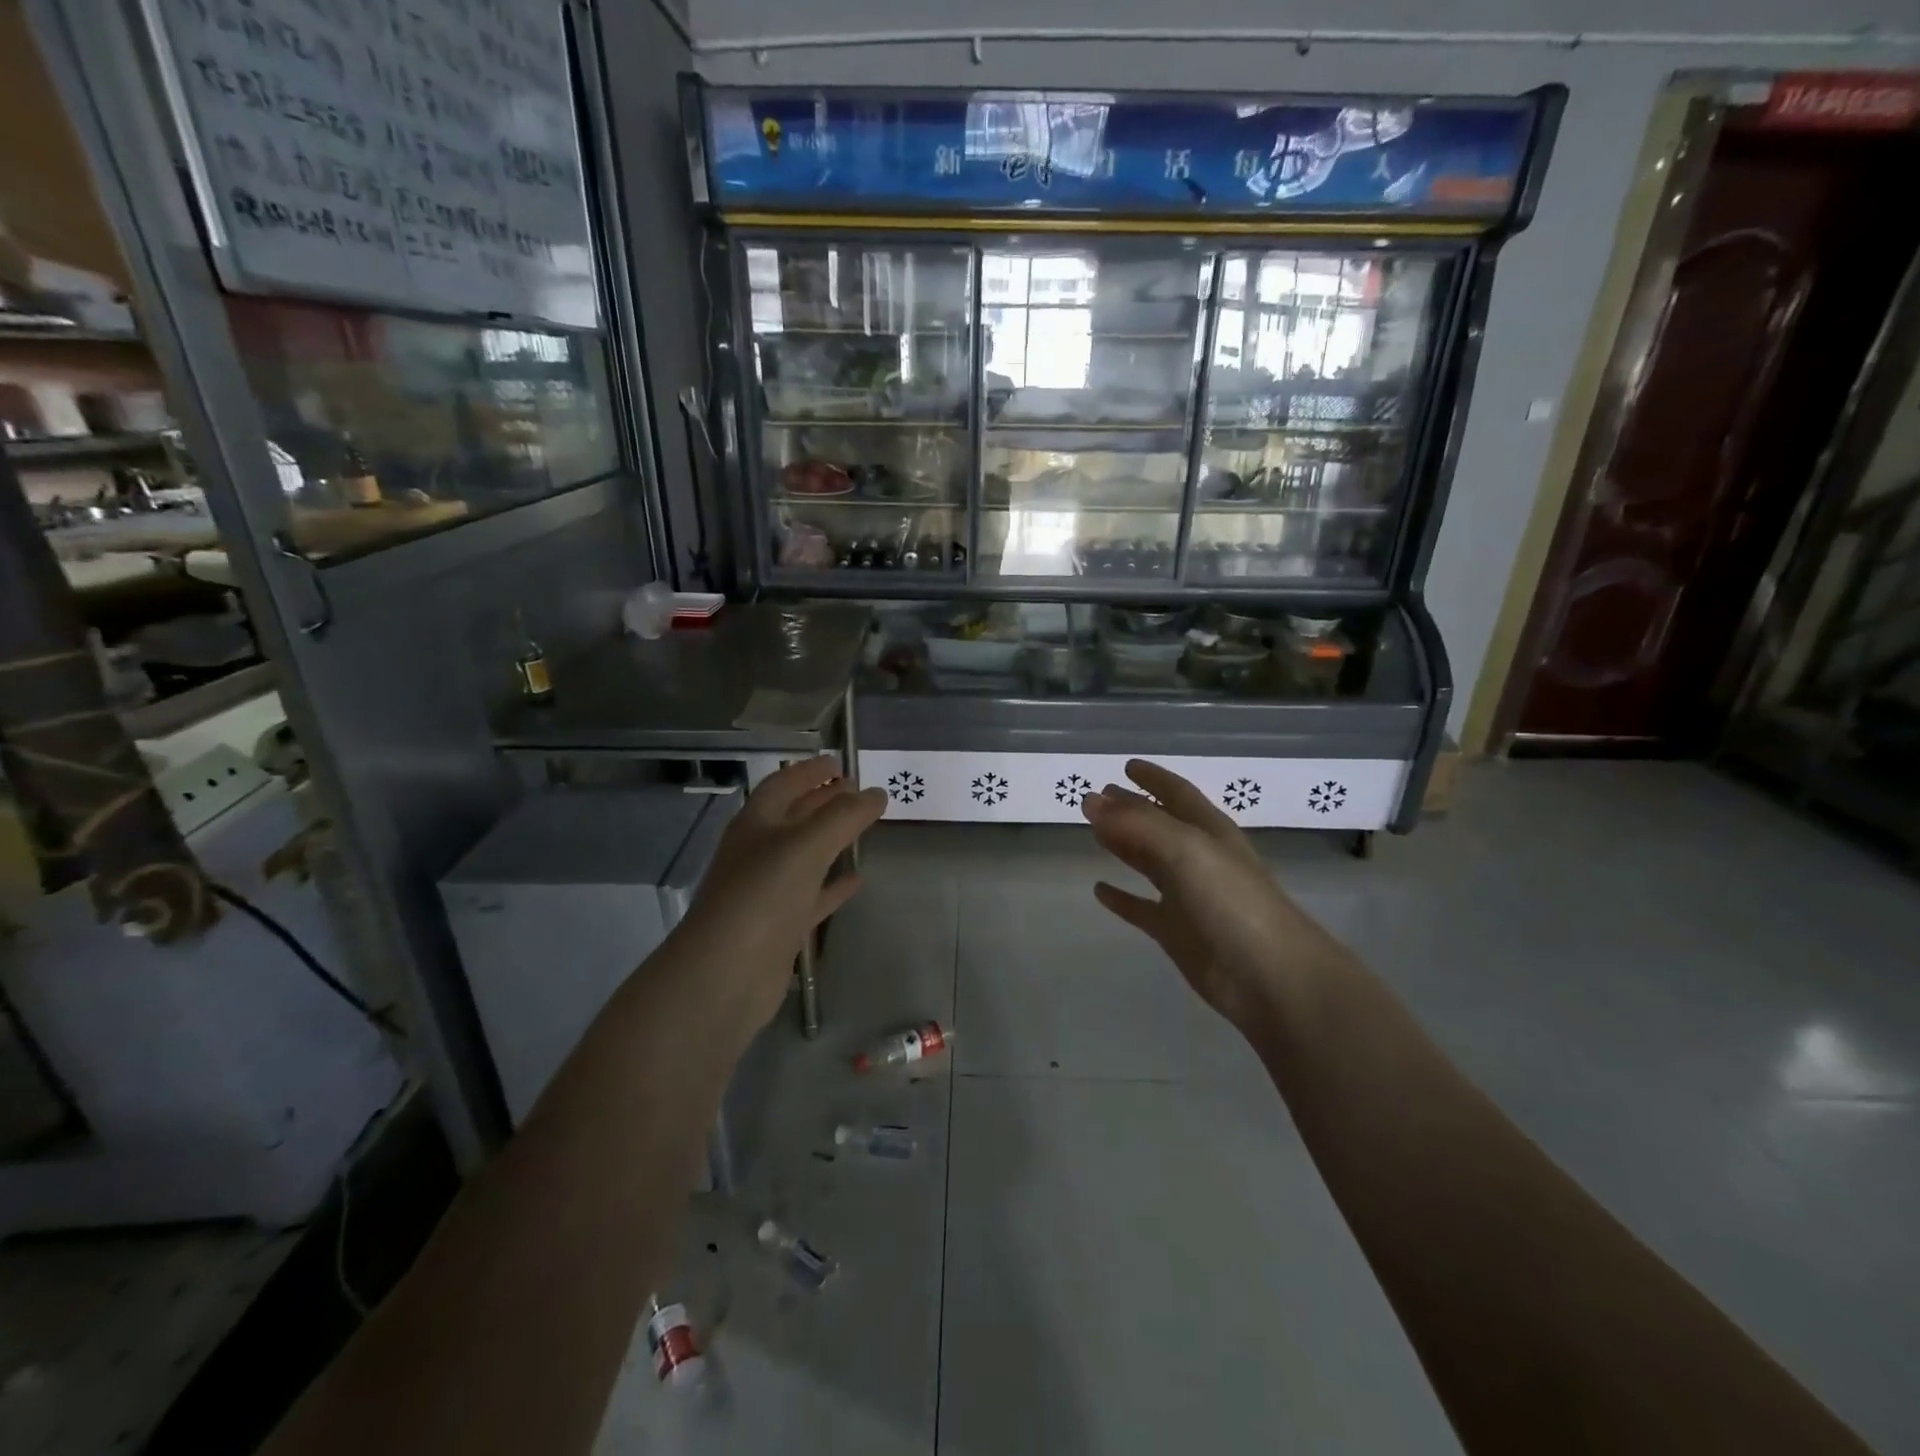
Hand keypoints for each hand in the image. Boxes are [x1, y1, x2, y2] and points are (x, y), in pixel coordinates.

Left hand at [678, 758, 886, 1033]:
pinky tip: (857, 879)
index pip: (784, 783)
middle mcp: (758, 852)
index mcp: (756, 823)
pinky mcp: (779, 926)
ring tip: (864, 828)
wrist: (726, 974)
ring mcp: (767, 891)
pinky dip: (833, 886)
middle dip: (824, 801)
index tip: (841, 763)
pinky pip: (812, 896)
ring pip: (804, 856)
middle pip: (794, 816)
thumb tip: (877, 793)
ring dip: (831, 840)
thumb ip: (845, 816)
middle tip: (858, 792)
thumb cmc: (763, 896)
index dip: (811, 770)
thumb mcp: (807, 845)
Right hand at [1081, 760, 1343, 1035]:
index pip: (1178, 793)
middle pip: (1159, 826)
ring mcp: (1188, 898)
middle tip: (1096, 798)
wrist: (1270, 977)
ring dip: (1124, 846)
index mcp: (1209, 831)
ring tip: (1094, 832)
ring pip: (1149, 864)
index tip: (1126, 766)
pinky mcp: (1177, 933)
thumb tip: (1091, 800)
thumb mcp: (1186, 848)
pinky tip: (1098, 890)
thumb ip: (1138, 822)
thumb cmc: (1232, 901)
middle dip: (1131, 809)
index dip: (1154, 778)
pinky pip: (1142, 909)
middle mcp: (1199, 859)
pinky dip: (1121, 898)